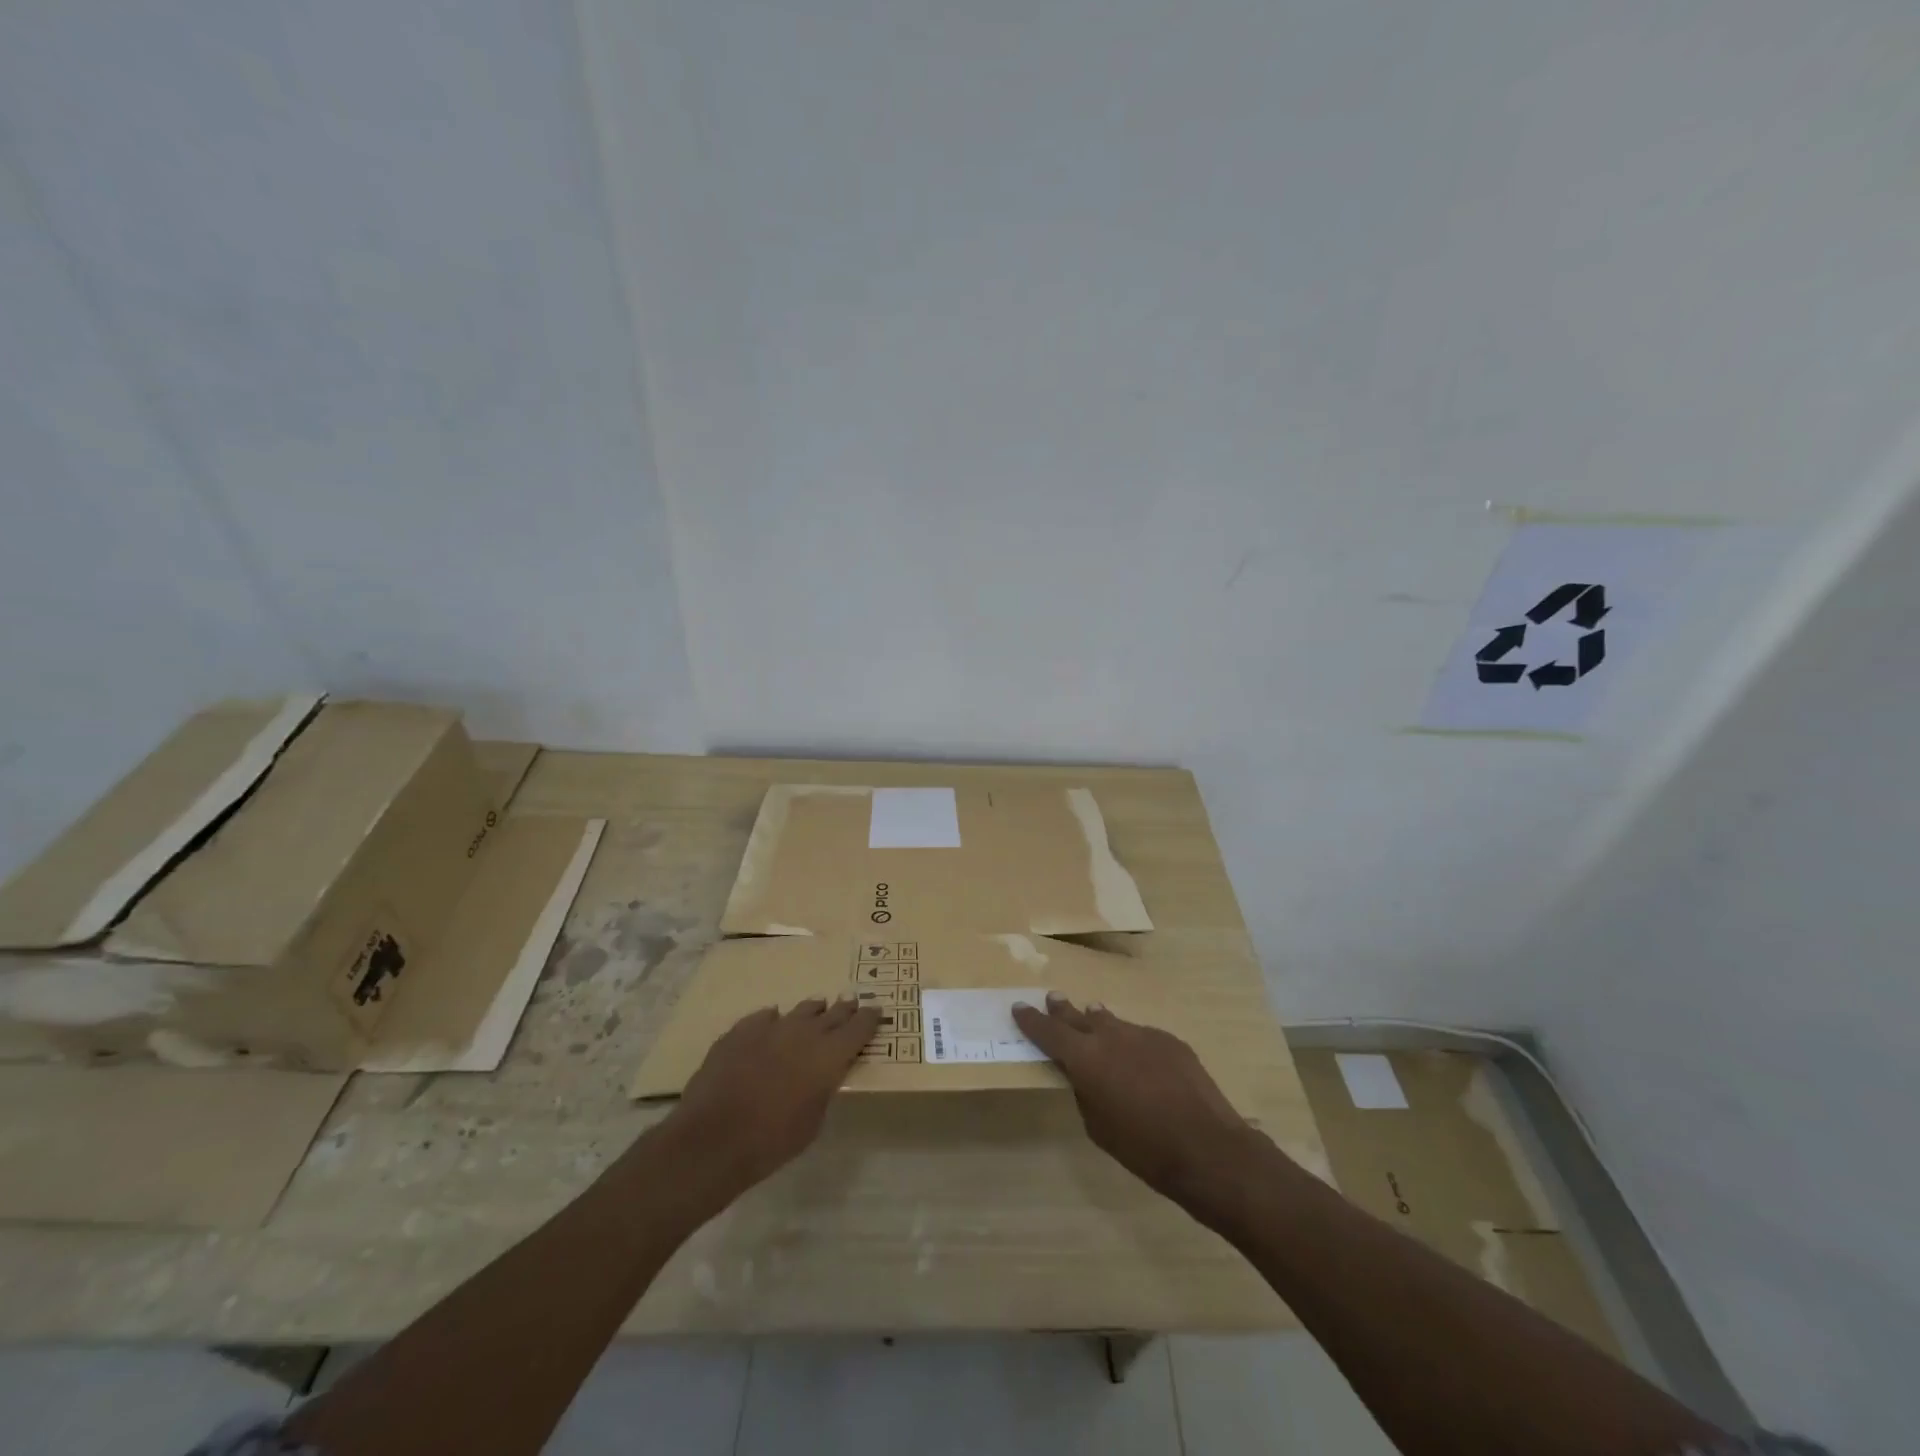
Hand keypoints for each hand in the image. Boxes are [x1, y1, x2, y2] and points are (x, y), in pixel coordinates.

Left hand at [667, 997, 880, 1195]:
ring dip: (812, 1012)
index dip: (870, 1018)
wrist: (713, 1138)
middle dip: (844, 1009)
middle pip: (833, 1013)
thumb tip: (822, 1075)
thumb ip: (823, 1089)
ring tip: (817, 1010)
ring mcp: (771, 1027)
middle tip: (852, 1004)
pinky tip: (772, 1024)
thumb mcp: (813, 1121)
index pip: (859, 1027)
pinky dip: (773, 1021)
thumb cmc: (772, 1141)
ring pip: (800, 1010)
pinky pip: (764, 1018)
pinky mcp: (741, 1030)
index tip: (876, 1011)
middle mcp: (805, 1032)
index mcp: (829, 1055)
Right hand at [1012, 993, 1257, 1208]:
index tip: (1019, 1007)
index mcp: (1085, 1059)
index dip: (1032, 1020)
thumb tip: (1086, 1077)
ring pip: (1113, 1023)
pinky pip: (1142, 1037)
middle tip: (1052, 999)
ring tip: (1091, 1016)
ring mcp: (1143, 1034)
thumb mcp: (1098, 1127)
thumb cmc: (1144, 1148)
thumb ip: (1086, 1093)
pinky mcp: (1170, 1041)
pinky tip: (1139, 1059)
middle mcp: (1111, 1037)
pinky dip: (1132, 1043)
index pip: (1049, 1032)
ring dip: (1099, 1022)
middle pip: (1079, 1017)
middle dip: (1063, 1010)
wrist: (1207, 1148)